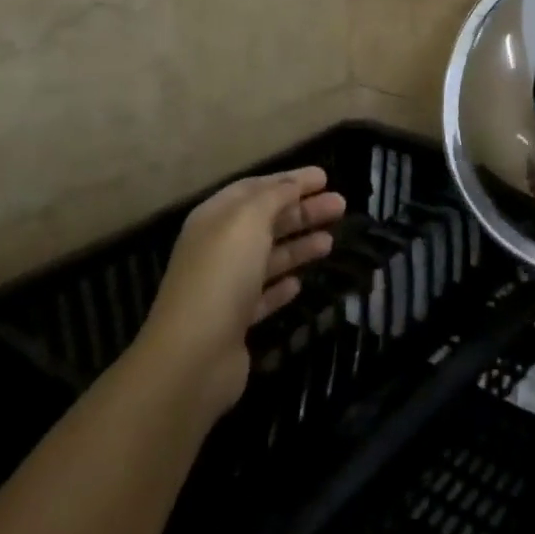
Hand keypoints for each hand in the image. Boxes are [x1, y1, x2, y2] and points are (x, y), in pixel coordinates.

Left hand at [139, 167, 344, 419]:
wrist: (193, 357)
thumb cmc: (222, 275)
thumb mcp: (249, 220)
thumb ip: (274, 196)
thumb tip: (292, 184)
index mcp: (215, 218)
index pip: (256, 188)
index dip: (290, 180)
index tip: (325, 177)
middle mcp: (218, 248)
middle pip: (266, 221)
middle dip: (303, 210)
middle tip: (341, 206)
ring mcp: (225, 287)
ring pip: (269, 257)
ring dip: (300, 245)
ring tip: (331, 241)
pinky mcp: (235, 322)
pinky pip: (263, 295)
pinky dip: (282, 285)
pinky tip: (300, 284)